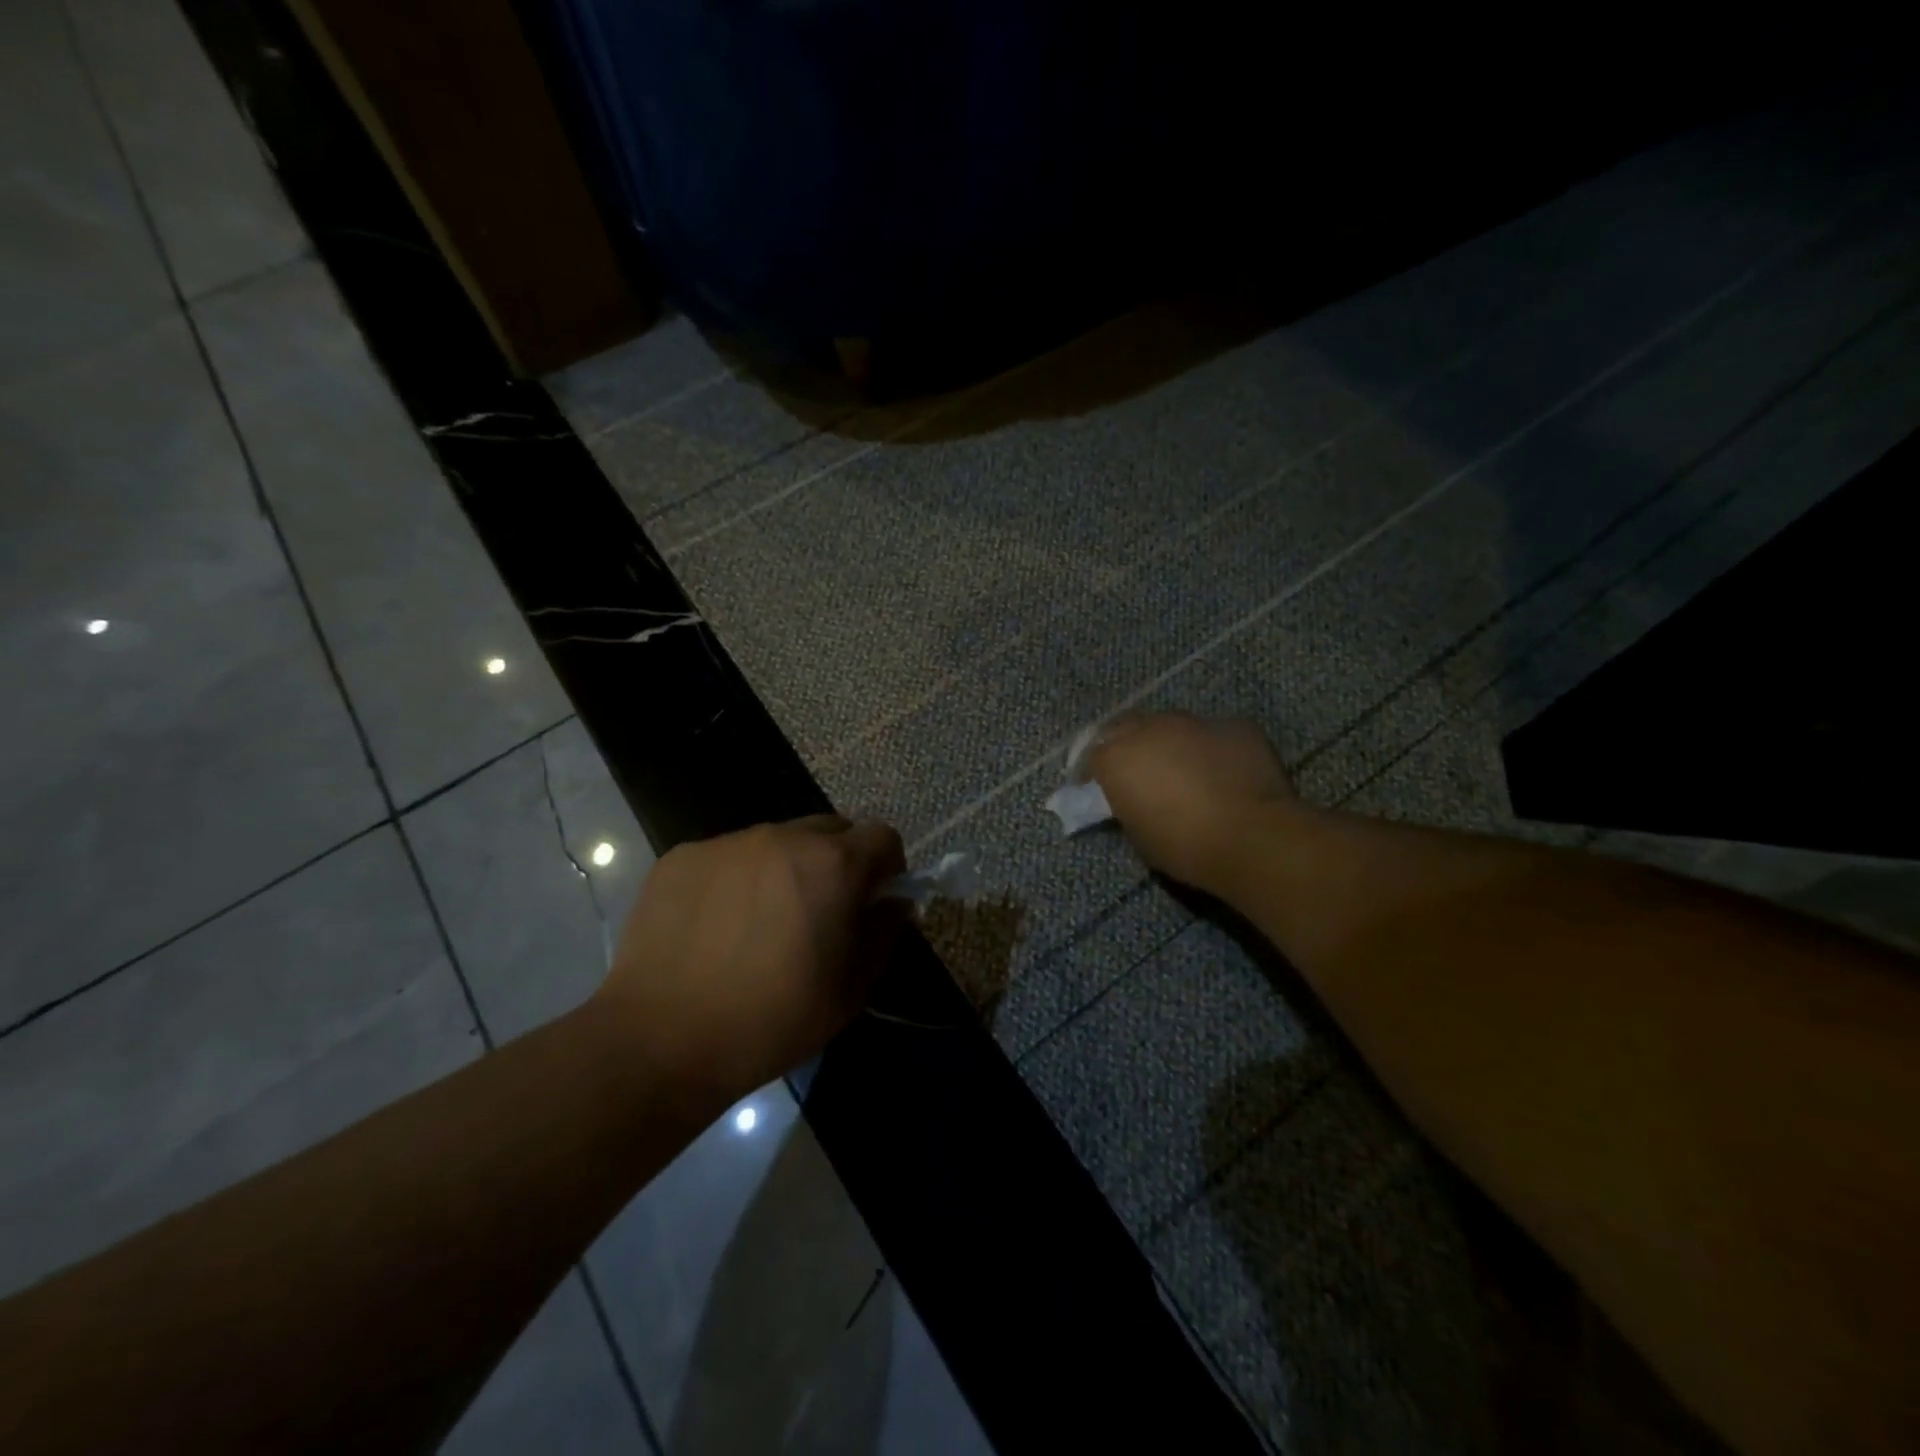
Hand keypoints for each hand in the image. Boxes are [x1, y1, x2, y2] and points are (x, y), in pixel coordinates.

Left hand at [596, 816, 905, 1108]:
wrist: (661, 1040)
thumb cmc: (772, 1020)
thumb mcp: (851, 989)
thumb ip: (884, 933)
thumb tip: (892, 902)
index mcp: (832, 864)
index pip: (882, 837)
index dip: (887, 867)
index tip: (872, 901)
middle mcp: (782, 837)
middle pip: (829, 830)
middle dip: (837, 862)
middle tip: (818, 913)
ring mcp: (727, 843)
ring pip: (776, 841)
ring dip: (784, 869)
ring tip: (759, 924)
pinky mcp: (681, 857)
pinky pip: (728, 856)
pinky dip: (735, 880)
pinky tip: (715, 927)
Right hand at [1087, 714, 1299, 892]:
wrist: (1254, 837)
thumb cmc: (1185, 846)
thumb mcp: (1138, 832)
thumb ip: (1127, 804)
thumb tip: (1132, 796)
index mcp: (1118, 756)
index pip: (1092, 754)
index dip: (1093, 771)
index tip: (1095, 787)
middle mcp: (1151, 728)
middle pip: (1127, 727)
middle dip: (1125, 746)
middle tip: (1135, 772)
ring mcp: (1195, 721)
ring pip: (1172, 726)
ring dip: (1169, 743)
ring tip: (1180, 769)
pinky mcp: (1235, 725)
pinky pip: (1213, 733)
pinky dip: (1209, 748)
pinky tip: (1221, 771)